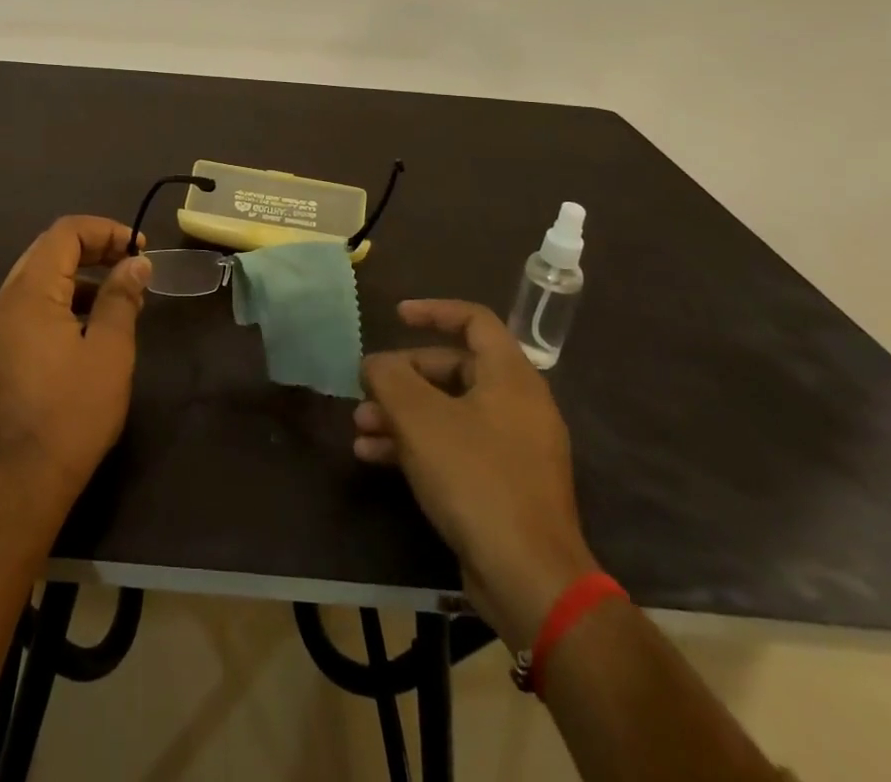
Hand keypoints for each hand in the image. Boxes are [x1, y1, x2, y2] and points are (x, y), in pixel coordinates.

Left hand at [0, 216, 149, 503]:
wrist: (28, 476)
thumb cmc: (75, 409)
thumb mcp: (109, 348)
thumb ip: (121, 296)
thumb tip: (136, 262)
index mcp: (29, 292)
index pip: (64, 233)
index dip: (105, 230)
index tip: (138, 248)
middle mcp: (7, 299)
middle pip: (49, 249)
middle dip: (93, 247)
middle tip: (131, 262)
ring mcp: (0, 324)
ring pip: (41, 275)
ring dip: (80, 273)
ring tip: (120, 293)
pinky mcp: (2, 347)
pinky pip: (33, 302)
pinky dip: (64, 297)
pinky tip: (93, 321)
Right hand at [357, 300, 597, 651]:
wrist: (529, 579)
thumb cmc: (475, 478)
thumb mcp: (419, 418)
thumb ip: (389, 377)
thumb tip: (375, 364)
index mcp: (510, 377)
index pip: (474, 320)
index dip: (433, 311)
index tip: (396, 316)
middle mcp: (518, 405)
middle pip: (453, 369)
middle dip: (404, 378)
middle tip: (367, 390)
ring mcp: (513, 448)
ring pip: (448, 412)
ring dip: (401, 415)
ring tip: (361, 428)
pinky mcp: (503, 486)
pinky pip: (455, 448)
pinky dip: (417, 445)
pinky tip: (375, 457)